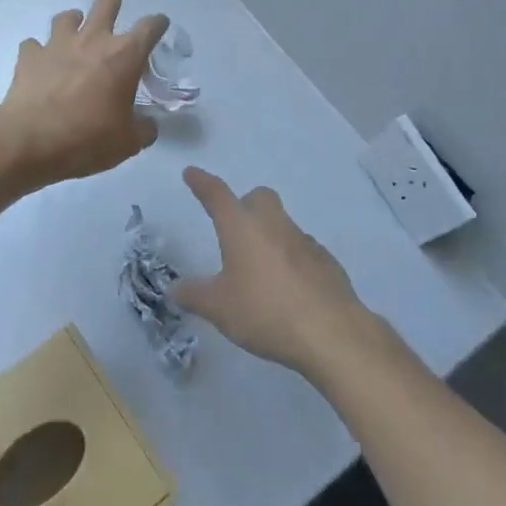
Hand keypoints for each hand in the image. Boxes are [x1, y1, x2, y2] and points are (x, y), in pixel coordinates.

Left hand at [0, 0, 168, 185]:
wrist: (31, 141)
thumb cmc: (88, 139)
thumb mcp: (127, 143)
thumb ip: (143, 129)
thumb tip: (149, 125)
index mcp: (124, 56)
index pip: (150, 27)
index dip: (158, 23)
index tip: (160, 24)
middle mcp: (93, 40)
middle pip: (106, 4)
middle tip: (115, 0)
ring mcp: (57, 44)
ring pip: (67, 17)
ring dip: (74, 20)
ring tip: (75, 29)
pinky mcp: (30, 56)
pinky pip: (34, 45)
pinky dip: (39, 50)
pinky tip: (40, 61)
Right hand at [173, 167, 375, 378]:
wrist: (331, 333)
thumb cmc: (265, 312)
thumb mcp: (219, 309)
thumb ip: (194, 295)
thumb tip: (174, 289)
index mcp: (242, 228)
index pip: (217, 195)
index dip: (202, 183)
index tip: (191, 173)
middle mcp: (274, 225)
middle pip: (259, 197)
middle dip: (245, 205)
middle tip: (235, 230)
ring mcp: (305, 241)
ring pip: (283, 224)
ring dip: (269, 236)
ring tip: (260, 271)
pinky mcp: (327, 262)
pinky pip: (303, 250)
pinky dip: (292, 260)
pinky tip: (289, 289)